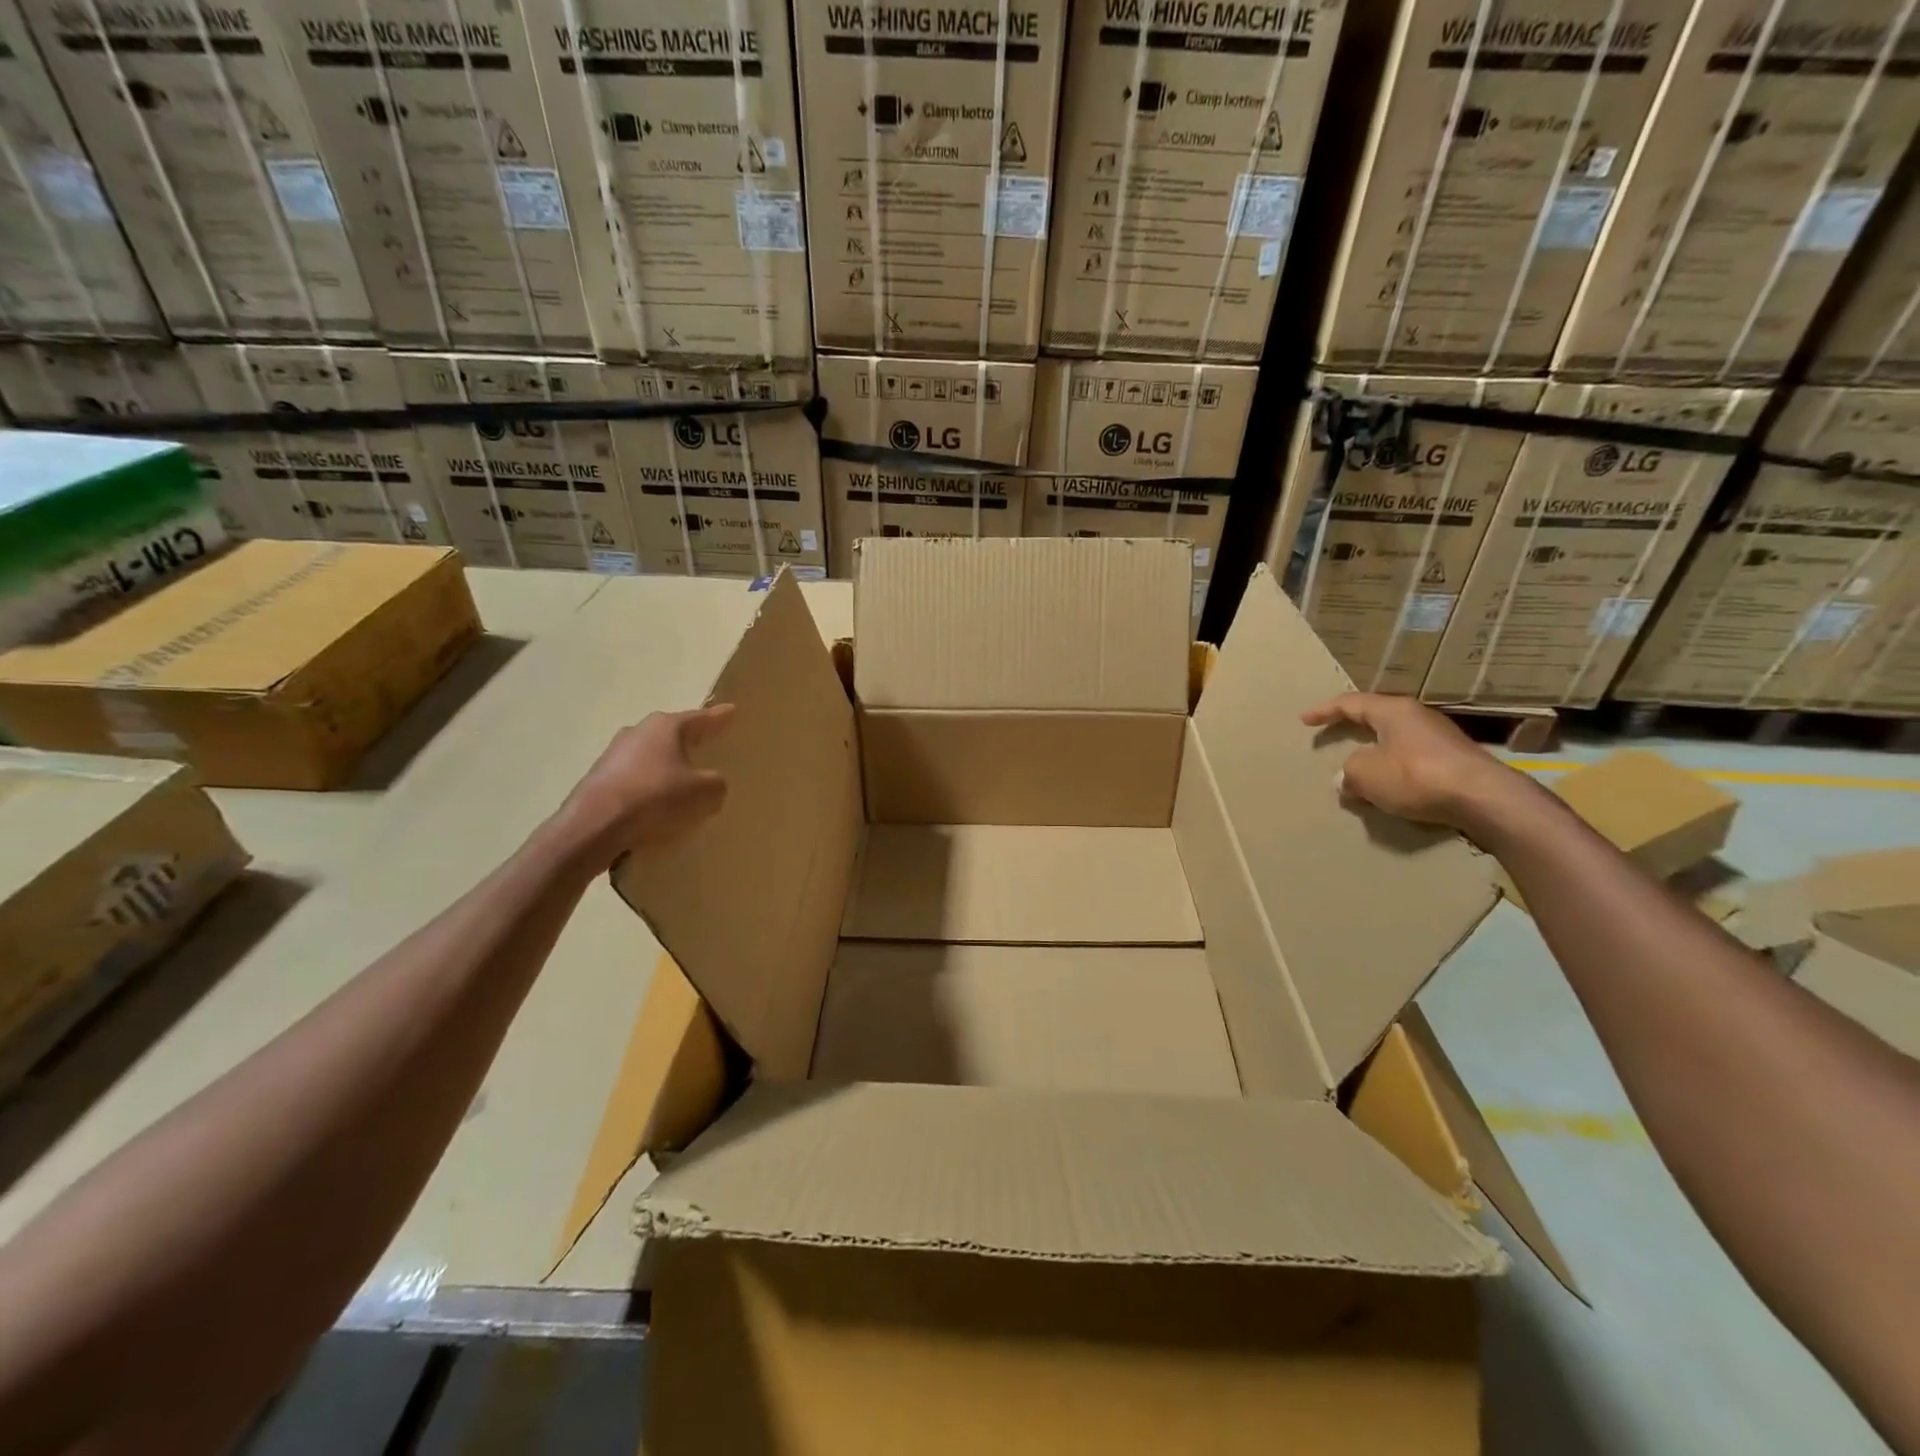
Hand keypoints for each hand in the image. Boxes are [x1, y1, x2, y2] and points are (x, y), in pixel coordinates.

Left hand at [559, 704, 735, 865]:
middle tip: (707, 745)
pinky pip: (635, 780)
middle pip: (672, 735)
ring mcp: (614, 755)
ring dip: (667, 768)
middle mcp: (638, 732)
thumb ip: (717, 783)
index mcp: (666, 727)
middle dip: (689, 741)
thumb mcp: (705, 793)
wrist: (593, 827)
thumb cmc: (655, 798)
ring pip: (651, 757)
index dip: (720, 717)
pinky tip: (656, 807)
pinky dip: (649, 789)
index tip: (732, 711)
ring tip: (683, 783)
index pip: (701, 719)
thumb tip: (711, 783)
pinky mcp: (599, 780)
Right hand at [1299, 692, 1521, 830]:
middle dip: (1352, 728)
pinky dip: (1393, 768)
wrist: (1483, 798)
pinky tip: (1388, 784)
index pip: (1350, 703)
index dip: (1324, 711)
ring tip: (1358, 766)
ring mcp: (1439, 738)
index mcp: (1392, 711)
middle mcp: (1416, 717)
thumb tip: (1345, 779)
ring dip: (1373, 752)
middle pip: (1376, 718)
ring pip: (1394, 739)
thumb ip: (1349, 773)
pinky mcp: (1453, 761)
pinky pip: (1411, 758)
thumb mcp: (1365, 774)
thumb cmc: (1415, 776)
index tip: (1304, 719)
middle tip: (1332, 734)